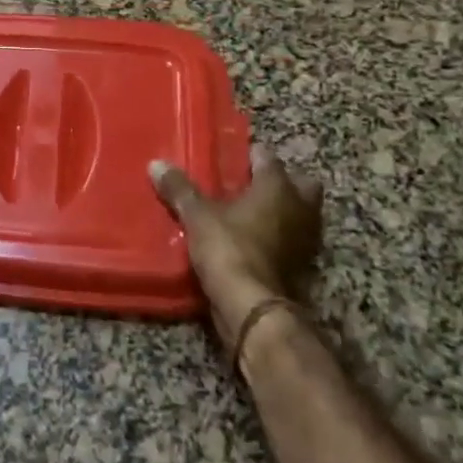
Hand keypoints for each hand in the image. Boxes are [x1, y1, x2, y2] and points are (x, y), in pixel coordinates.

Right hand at [151, 146, 324, 351]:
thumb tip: (156, 164)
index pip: (268, 158)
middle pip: (301, 184)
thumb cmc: (229, 249)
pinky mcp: (303, 267)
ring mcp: (306, 240)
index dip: (252, 154)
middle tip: (252, 184)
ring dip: (283, 212)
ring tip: (251, 213)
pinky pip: (292, 242)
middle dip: (283, 181)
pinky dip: (280, 239)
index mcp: (278, 187)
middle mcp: (300, 208)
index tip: (235, 154)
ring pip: (301, 214)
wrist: (253, 308)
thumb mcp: (197, 216)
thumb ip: (180, 189)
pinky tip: (254, 241)